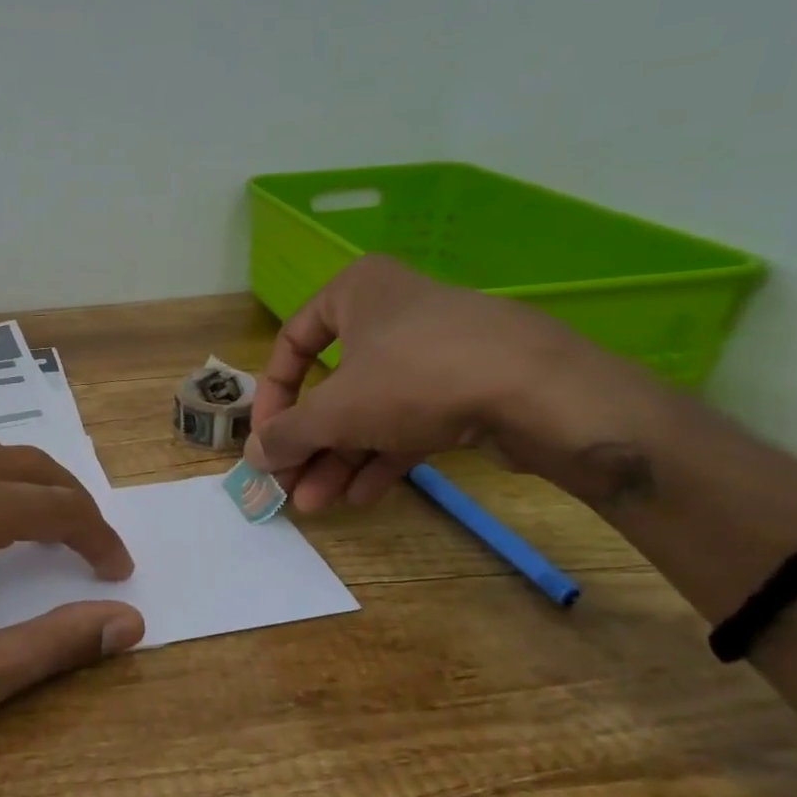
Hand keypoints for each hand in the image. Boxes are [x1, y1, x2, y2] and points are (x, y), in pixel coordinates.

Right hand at [244, 254, 608, 512]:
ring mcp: (434, 350)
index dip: (272, 398)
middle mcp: (392, 312)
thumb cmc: (414, 378)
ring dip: (340, 459)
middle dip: (309, 443)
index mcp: (356, 292)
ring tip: (318, 504)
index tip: (266, 441)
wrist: (543, 393)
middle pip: (332, 385)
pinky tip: (362, 495)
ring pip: (371, 408)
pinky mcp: (468, 386)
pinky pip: (409, 420)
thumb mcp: (334, 410)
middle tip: (290, 486)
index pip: (292, 343)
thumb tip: (253, 456)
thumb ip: (286, 434)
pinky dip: (382, 456)